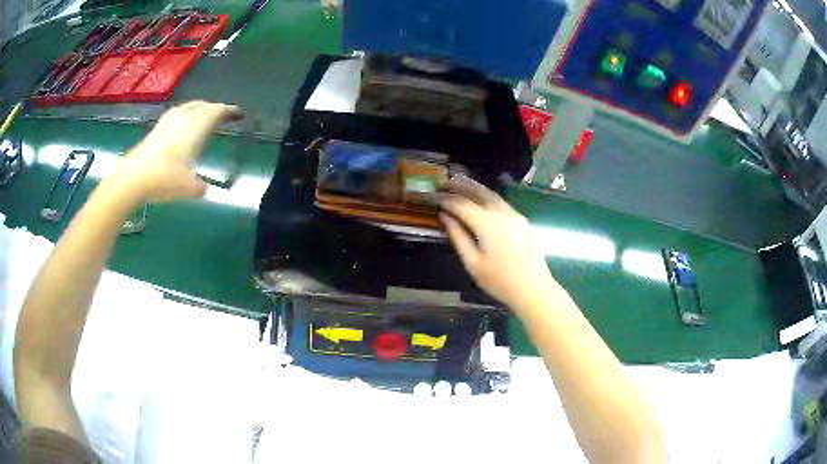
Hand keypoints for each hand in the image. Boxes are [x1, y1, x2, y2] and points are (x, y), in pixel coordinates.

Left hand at [115, 101, 242, 201]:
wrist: (132, 178)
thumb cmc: (164, 179)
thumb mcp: (189, 188)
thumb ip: (200, 187)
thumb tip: (203, 188)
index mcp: (195, 128)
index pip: (215, 111)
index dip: (228, 111)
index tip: (237, 114)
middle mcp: (183, 120)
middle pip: (202, 106)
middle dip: (214, 108)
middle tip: (222, 115)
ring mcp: (167, 123)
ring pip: (187, 107)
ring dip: (199, 108)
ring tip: (203, 114)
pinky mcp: (155, 130)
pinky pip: (175, 114)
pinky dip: (184, 114)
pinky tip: (180, 123)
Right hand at [440, 177, 556, 312]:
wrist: (533, 289)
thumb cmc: (499, 281)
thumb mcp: (472, 263)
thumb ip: (458, 237)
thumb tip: (445, 217)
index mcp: (487, 224)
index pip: (461, 204)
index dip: (445, 199)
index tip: (432, 197)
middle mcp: (502, 214)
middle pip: (480, 192)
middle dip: (462, 185)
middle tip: (447, 181)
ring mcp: (515, 216)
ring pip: (493, 196)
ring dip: (476, 189)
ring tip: (462, 185)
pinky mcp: (522, 221)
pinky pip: (502, 203)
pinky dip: (488, 198)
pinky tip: (481, 202)